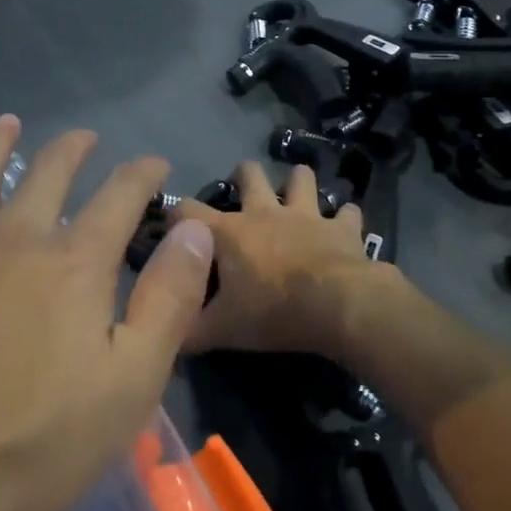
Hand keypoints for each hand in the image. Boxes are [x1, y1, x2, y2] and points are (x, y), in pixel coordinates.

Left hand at [0, 117, 211, 510]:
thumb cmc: (33, 442)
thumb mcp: (131, 381)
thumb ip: (168, 299)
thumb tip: (195, 229)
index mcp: (73, 262)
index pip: (120, 196)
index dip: (142, 174)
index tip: (156, 164)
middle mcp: (14, 238)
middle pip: (47, 174)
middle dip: (71, 150)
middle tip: (83, 137)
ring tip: (5, 123)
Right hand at [176, 160, 397, 356]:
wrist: (338, 307)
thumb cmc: (273, 313)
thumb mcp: (220, 331)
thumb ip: (187, 330)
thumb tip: (164, 337)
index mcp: (228, 232)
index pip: (186, 210)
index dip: (174, 215)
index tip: (172, 228)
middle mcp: (265, 212)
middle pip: (249, 174)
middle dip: (243, 176)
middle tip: (243, 194)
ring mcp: (306, 215)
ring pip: (301, 178)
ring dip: (297, 183)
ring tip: (295, 195)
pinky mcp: (341, 228)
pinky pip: (347, 213)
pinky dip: (344, 218)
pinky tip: (343, 225)